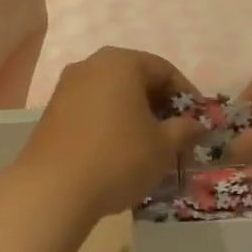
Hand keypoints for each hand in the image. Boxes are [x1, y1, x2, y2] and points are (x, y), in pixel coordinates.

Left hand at [13, 48, 205, 221]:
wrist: (53, 189)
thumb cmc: (118, 158)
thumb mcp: (163, 146)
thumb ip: (184, 130)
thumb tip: (195, 125)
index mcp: (121, 62)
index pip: (164, 70)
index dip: (186, 96)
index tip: (198, 122)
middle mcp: (91, 65)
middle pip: (136, 78)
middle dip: (159, 105)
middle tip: (175, 135)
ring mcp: (67, 87)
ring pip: (112, 95)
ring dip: (134, 115)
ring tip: (149, 146)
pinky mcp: (52, 111)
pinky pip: (92, 109)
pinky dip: (110, 123)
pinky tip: (118, 152)